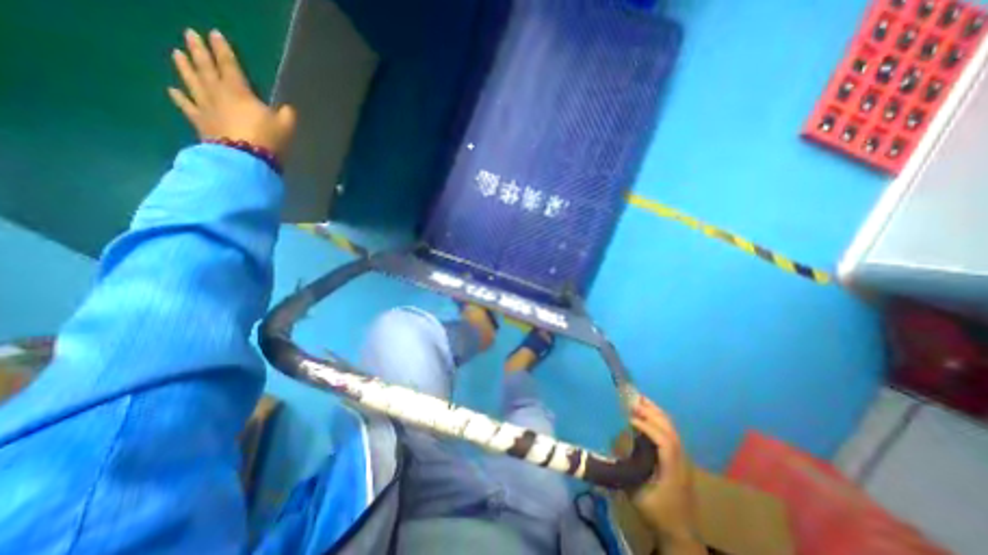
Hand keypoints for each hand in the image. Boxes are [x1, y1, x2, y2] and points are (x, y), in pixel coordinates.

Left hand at [167, 29, 296, 157]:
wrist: (246, 160)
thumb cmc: (268, 140)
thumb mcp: (285, 126)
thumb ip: (286, 114)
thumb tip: (286, 108)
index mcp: (240, 92)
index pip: (230, 65)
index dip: (223, 50)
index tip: (214, 34)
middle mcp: (218, 94)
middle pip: (206, 68)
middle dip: (199, 51)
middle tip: (190, 34)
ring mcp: (206, 107)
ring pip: (192, 82)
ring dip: (184, 67)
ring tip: (177, 53)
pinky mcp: (200, 122)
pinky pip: (187, 107)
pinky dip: (179, 98)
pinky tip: (173, 90)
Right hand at [628, 396, 706, 551]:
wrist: (680, 532)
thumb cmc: (657, 513)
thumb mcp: (638, 495)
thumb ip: (626, 470)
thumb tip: (614, 447)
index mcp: (672, 469)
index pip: (664, 441)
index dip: (648, 427)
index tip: (630, 418)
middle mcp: (680, 460)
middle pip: (670, 429)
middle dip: (652, 412)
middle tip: (634, 399)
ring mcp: (682, 458)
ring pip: (672, 429)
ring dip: (656, 413)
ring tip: (640, 400)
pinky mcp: (679, 459)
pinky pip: (670, 432)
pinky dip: (659, 420)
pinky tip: (648, 415)